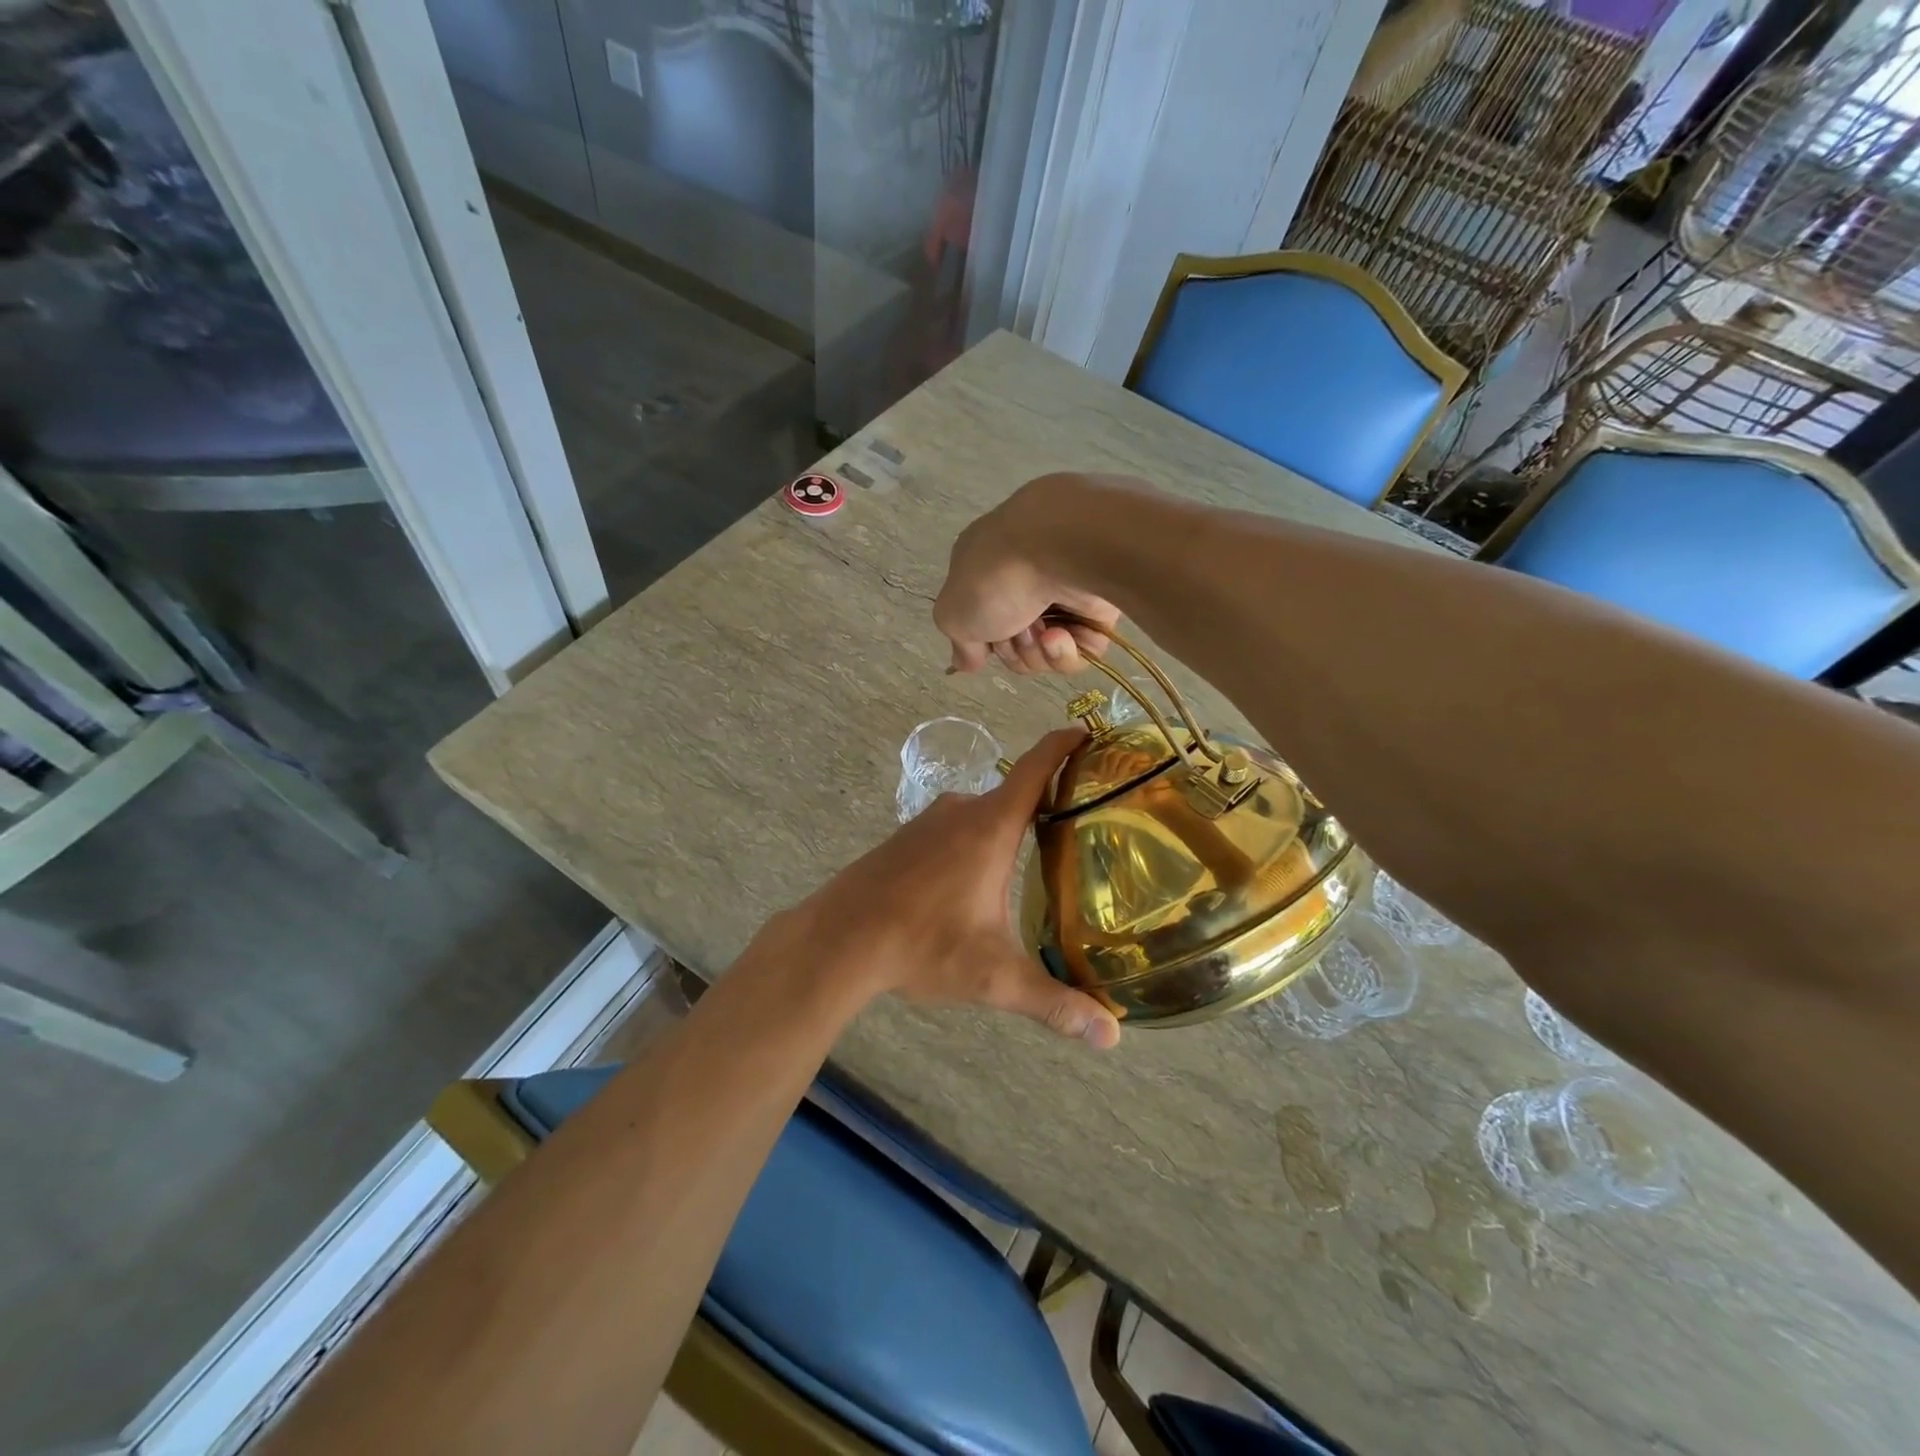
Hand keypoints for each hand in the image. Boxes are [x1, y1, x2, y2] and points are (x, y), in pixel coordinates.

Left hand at [774, 729, 1121, 1047]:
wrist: (838, 939)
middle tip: (1084, 819)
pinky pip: (954, 828)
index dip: (1064, 744)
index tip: (1087, 732)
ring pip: (982, 814)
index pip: (1036, 767)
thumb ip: (1053, 1003)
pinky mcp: (905, 838)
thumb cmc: (921, 945)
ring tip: (1039, 855)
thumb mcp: (992, 976)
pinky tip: (977, 880)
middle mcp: (961, 811)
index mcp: (991, 826)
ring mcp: (928, 822)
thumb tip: (1110, 1036)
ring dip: (1009, 827)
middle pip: (1014, 793)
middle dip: (1048, 800)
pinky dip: (976, 841)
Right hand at [935, 473, 1120, 675]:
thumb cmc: (995, 579)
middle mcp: (1025, 578)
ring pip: (1047, 649)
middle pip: (1015, 641)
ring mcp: (1063, 591)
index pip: (982, 619)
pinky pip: (1080, 649)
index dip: (982, 642)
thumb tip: (967, 662)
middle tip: (1015, 634)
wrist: (1059, 548)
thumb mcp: (953, 614)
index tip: (984, 647)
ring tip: (1043, 634)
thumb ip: (960, 643)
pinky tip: (1061, 636)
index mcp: (986, 570)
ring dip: (1038, 653)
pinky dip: (1067, 651)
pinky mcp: (1099, 606)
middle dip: (1012, 649)